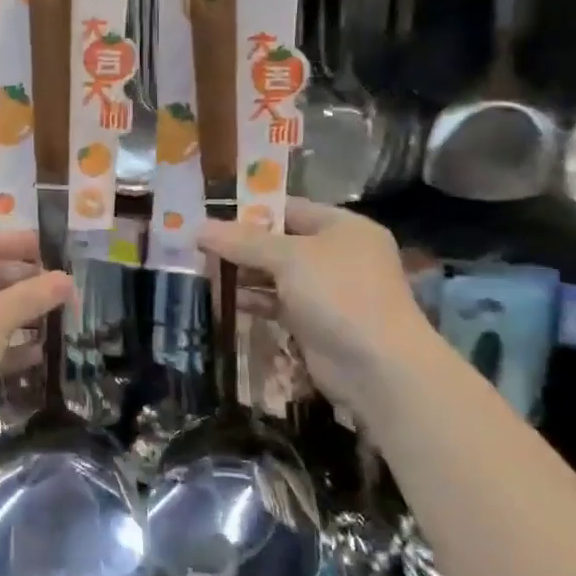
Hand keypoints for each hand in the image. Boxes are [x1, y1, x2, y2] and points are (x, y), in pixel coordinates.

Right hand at [199, 199, 436, 419]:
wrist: (377, 366)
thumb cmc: (338, 295)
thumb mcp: (288, 258)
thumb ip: (243, 242)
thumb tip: (198, 228)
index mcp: (343, 227)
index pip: (289, 209)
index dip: (250, 212)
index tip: (210, 217)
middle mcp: (337, 255)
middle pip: (279, 243)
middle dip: (241, 246)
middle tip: (199, 248)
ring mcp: (327, 291)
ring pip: (276, 275)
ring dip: (244, 275)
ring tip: (205, 273)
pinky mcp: (315, 322)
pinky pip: (278, 303)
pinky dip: (255, 301)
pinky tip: (226, 300)